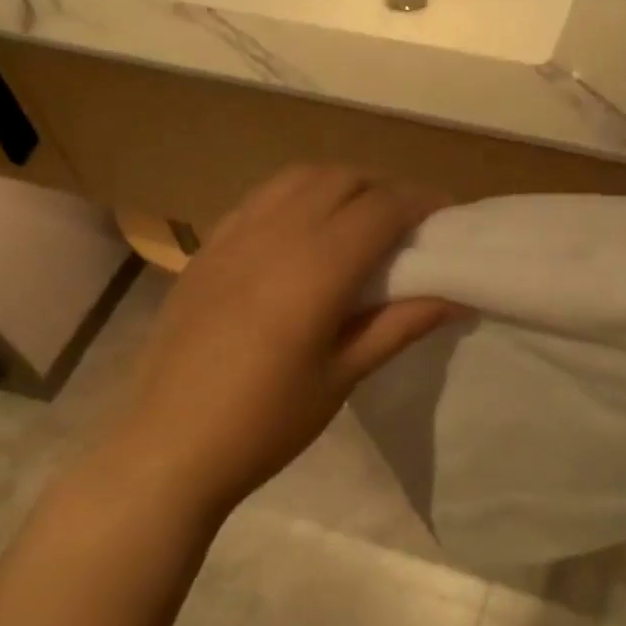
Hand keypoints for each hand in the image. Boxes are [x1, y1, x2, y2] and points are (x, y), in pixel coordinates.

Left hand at [106, 167, 454, 523]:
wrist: (168, 447)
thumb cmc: (265, 423)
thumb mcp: (343, 376)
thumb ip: (401, 325)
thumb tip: (458, 297)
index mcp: (315, 269)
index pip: (381, 208)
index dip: (422, 203)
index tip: (448, 215)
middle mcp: (274, 234)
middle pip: (343, 179)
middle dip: (384, 188)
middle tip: (408, 223)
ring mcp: (233, 235)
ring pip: (299, 178)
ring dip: (340, 184)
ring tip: (359, 218)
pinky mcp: (206, 248)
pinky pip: (261, 197)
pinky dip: (296, 195)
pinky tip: (303, 229)